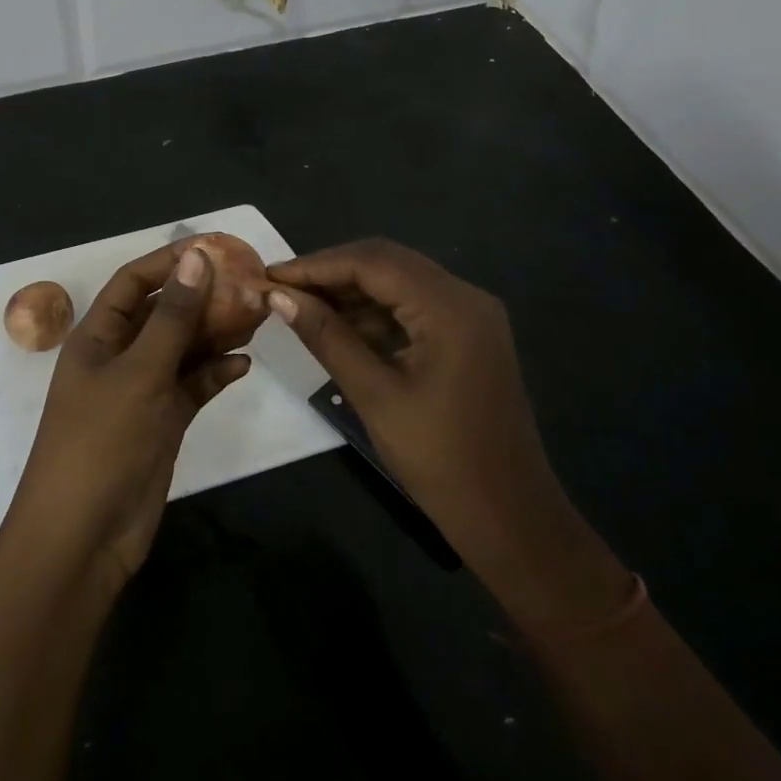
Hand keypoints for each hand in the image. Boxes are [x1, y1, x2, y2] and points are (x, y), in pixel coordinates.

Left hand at [0, 245, 247, 590]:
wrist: (84, 536)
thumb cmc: (101, 442)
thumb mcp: (138, 373)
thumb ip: (172, 317)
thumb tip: (196, 257)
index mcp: (98, 336)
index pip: (133, 282)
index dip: (169, 261)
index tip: (214, 247)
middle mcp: (119, 357)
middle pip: (163, 313)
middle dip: (202, 296)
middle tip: (249, 282)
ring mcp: (141, 391)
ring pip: (182, 349)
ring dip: (215, 332)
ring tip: (257, 315)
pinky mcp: (162, 423)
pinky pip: (192, 387)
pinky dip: (215, 374)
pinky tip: (243, 365)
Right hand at [268, 240, 631, 628]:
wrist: (510, 517)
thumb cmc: (440, 459)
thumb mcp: (374, 394)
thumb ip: (326, 337)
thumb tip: (279, 296)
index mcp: (450, 307)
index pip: (372, 262)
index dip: (316, 265)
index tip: (270, 276)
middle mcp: (465, 296)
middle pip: (387, 263)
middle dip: (332, 272)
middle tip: (282, 289)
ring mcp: (472, 316)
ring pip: (400, 282)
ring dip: (352, 291)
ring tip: (302, 307)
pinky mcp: (469, 336)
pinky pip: (414, 306)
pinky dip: (376, 312)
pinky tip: (341, 328)